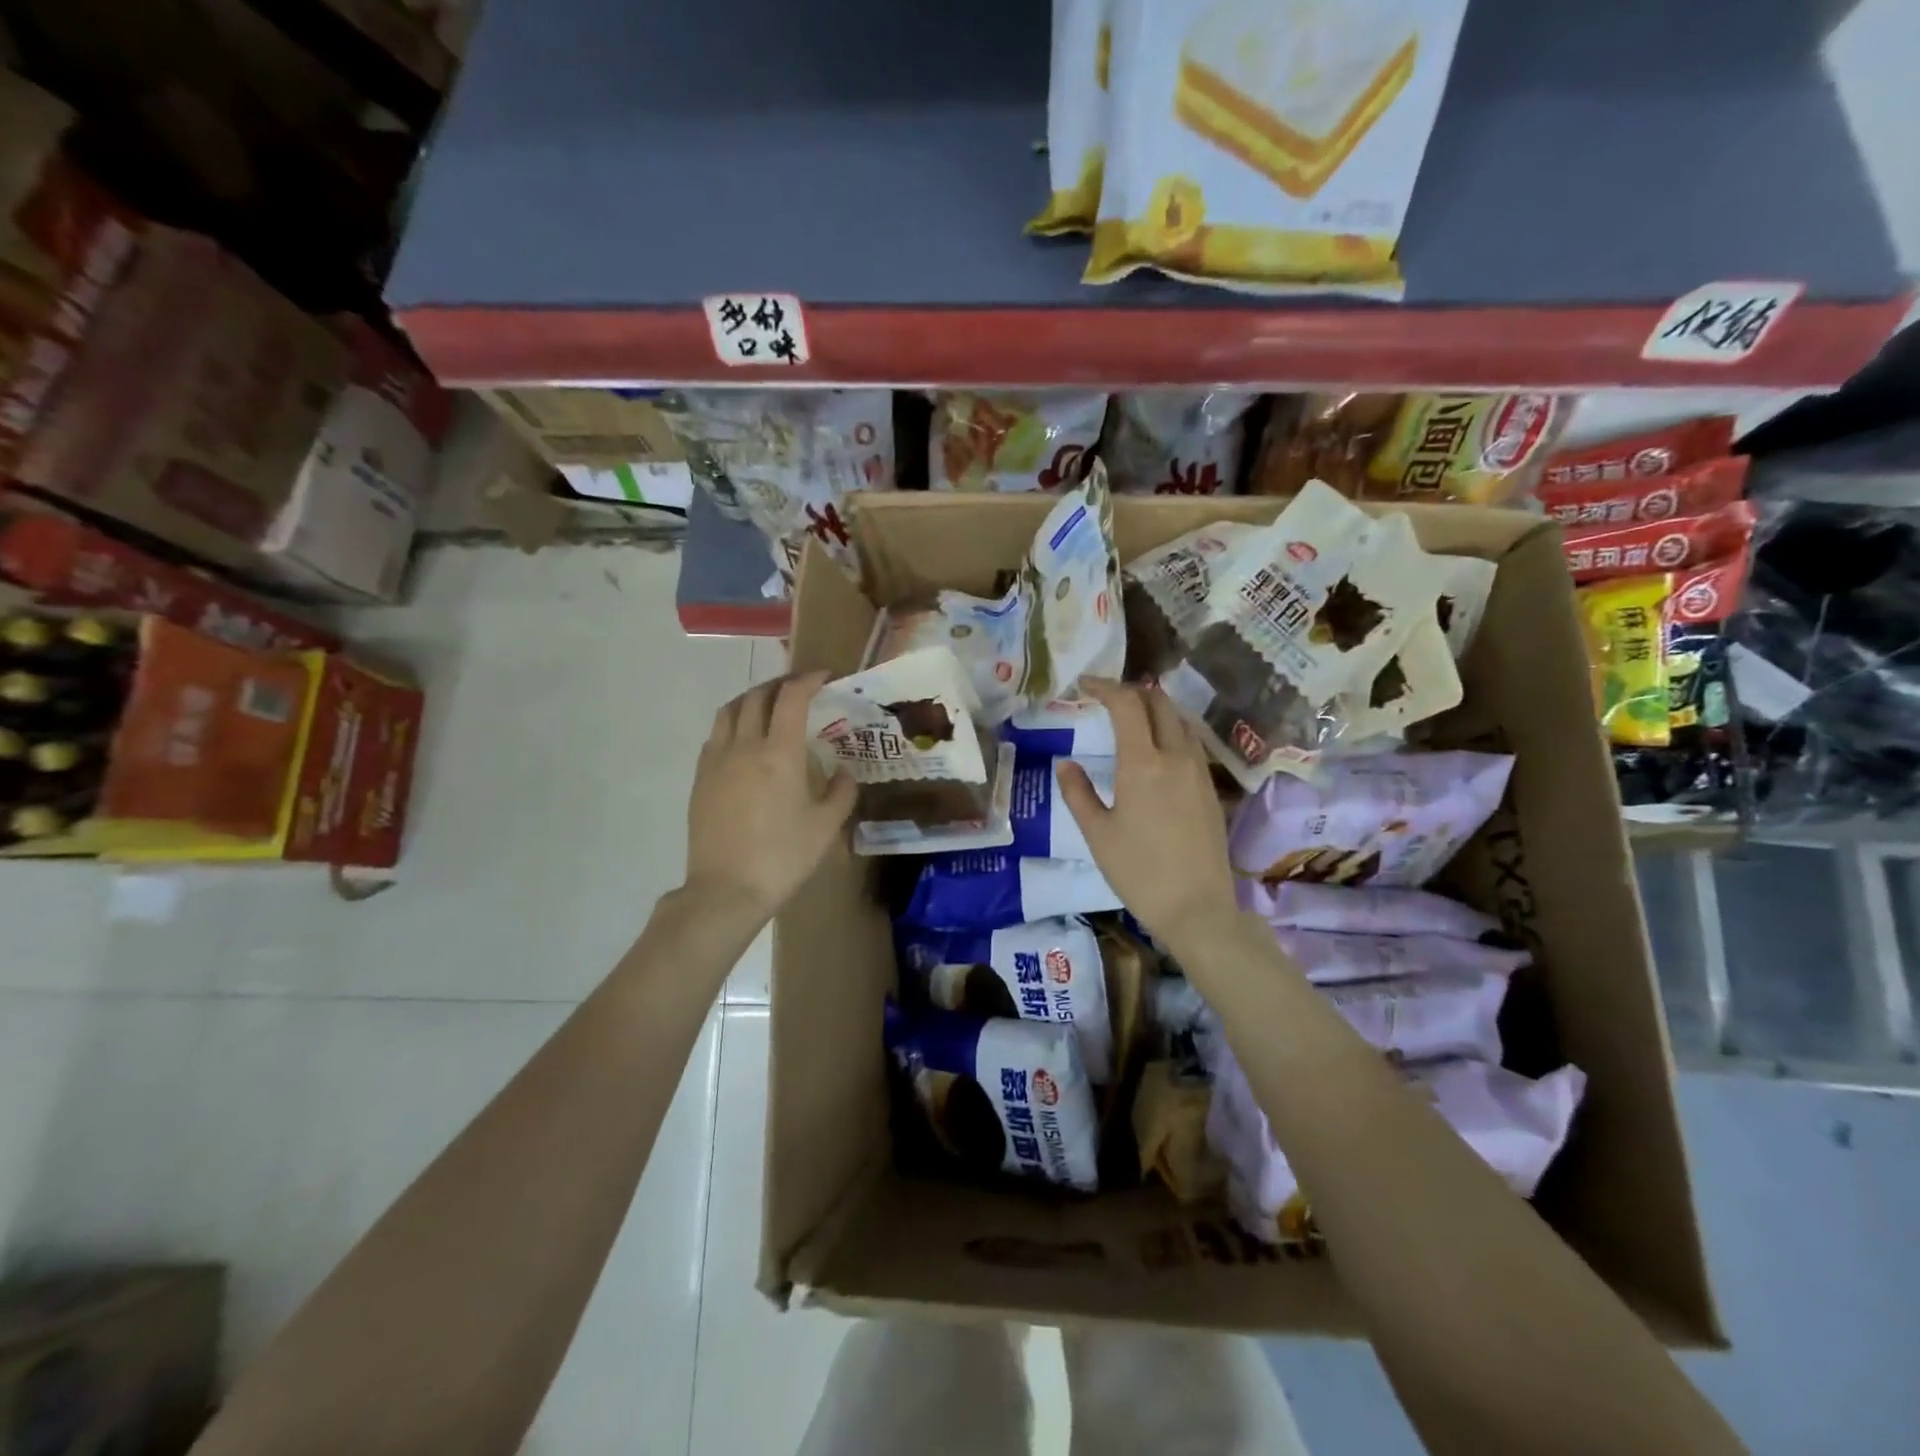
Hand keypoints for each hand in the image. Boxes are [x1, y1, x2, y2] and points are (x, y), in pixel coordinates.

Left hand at [684, 672, 856, 925]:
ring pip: (729, 710)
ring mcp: (717, 760)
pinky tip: (744, 741)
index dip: (808, 679)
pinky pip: (716, 735)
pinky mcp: (700, 778)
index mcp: (780, 753)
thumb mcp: (826, 827)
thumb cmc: (783, 857)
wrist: (726, 890)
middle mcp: (745, 746)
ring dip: (751, 698)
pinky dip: (733, 723)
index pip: (792, 697)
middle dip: (780, 684)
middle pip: (757, 696)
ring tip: (768, 706)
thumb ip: (841, 792)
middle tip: (799, 688)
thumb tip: (844, 772)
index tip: (824, 676)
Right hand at [1054, 678, 1238, 950]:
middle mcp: (1175, 757)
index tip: (1085, 685)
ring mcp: (1199, 771)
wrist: (1197, 908)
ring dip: (1156, 709)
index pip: (1127, 704)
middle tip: (1107, 698)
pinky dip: (1171, 731)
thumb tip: (1065, 764)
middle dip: (1133, 691)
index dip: (1105, 687)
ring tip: (1132, 718)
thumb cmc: (1139, 872)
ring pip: (1180, 721)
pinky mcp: (1211, 789)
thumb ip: (1078, 793)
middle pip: (1160, 703)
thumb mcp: (1097, 834)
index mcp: (1143, 763)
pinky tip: (1157, 750)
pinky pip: (1191, 743)